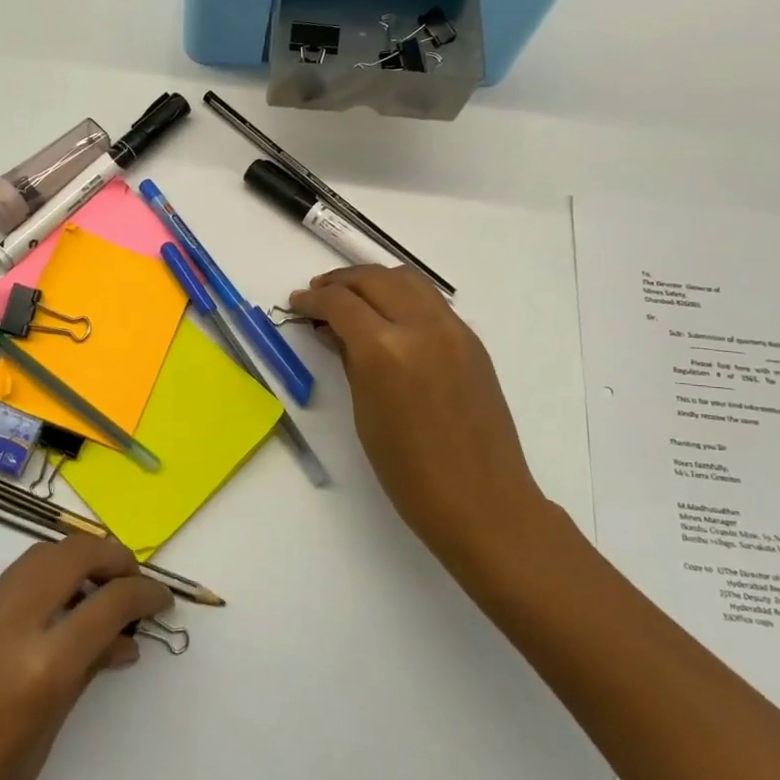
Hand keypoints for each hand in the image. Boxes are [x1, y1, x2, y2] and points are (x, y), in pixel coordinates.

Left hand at [0, 534, 171, 779]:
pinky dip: (45, 579)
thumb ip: (84, 676)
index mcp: (37, 670)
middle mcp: (6, 628)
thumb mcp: (43, 743)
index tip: (163, 599)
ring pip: (38, 557)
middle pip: (70, 555)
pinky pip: (12, 582)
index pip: (107, 604)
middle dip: (111, 557)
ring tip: (101, 590)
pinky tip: (59, 610)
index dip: (144, 594)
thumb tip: (121, 641)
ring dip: (77, 560)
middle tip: (133, 583)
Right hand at [289, 265, 567, 576]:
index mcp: (386, 351)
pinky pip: (430, 301)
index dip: (313, 299)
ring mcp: (454, 330)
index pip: (341, 303)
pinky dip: (402, 296)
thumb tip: (334, 332)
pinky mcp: (472, 341)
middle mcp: (422, 327)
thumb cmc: (409, 472)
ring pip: (407, 279)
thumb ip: (350, 361)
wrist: (482, 501)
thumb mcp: (365, 414)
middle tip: (317, 294)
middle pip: (374, 278)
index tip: (297, 303)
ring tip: (351, 298)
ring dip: (373, 281)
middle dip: (340, 281)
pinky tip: (388, 318)